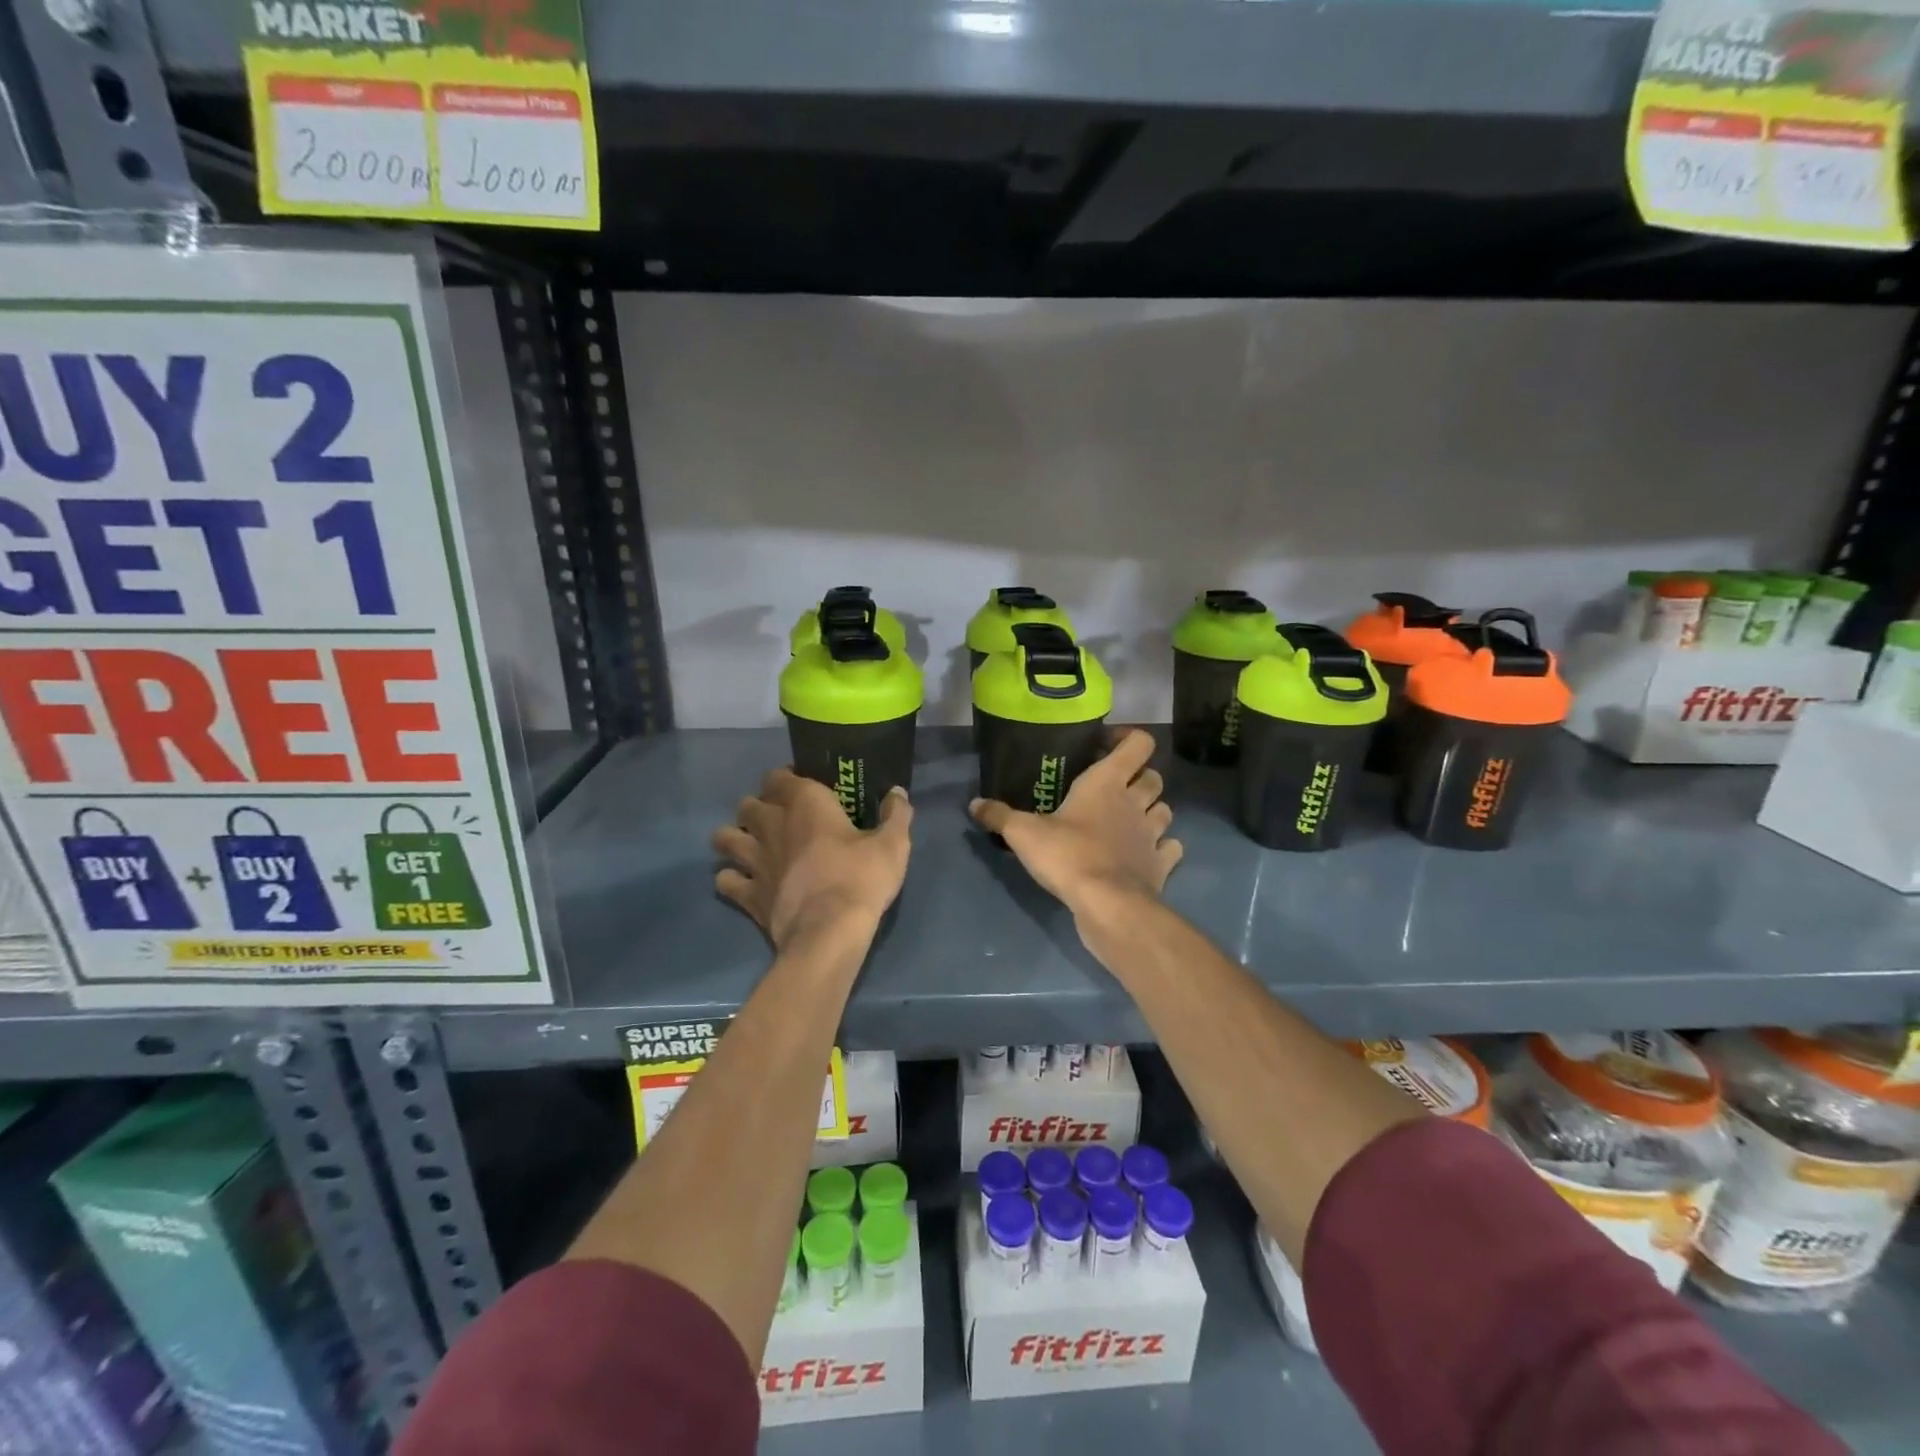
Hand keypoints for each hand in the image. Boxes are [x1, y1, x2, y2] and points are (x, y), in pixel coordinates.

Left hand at [713, 769, 913, 950]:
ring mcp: (754, 860)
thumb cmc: (860, 879)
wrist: (829, 932)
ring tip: (751, 846)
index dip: (787, 779)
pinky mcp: (747, 893)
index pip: (779, 776)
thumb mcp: (893, 845)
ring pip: (725, 838)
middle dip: (758, 807)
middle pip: (748, 804)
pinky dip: (731, 878)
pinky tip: (743, 882)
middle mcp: (771, 824)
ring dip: (734, 838)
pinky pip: (724, 879)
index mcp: (805, 803)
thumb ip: (896, 815)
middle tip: (778, 819)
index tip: (803, 788)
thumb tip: (898, 793)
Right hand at [970, 729, 1180, 920]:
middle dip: (1140, 777)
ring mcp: (1153, 834)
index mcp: (1107, 782)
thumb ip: (1000, 815)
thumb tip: (974, 804)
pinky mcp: (1161, 865)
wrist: (1108, 904)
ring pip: (1166, 810)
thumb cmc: (1068, 855)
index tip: (1106, 746)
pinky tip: (1146, 854)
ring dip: (1153, 810)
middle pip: (1154, 777)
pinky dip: (1163, 848)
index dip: (1128, 738)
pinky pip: (1171, 848)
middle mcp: (1135, 802)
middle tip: (1115, 787)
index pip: (1138, 743)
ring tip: (1130, 820)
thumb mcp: (1023, 833)